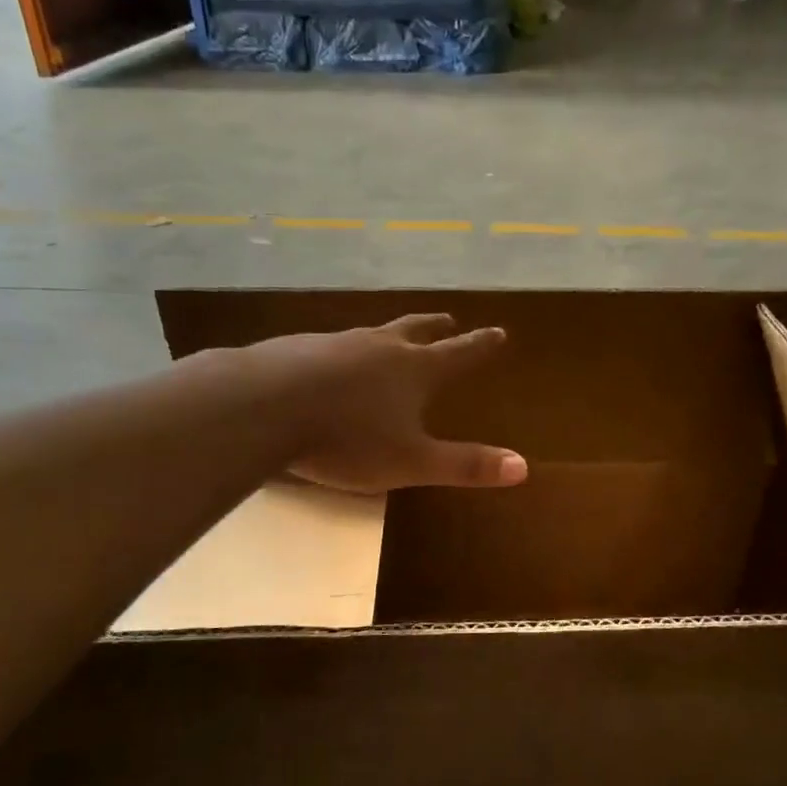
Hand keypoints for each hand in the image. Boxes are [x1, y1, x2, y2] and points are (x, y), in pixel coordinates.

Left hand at [271, 314, 528, 494]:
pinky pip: (331, 347)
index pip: (459, 353)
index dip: (481, 345)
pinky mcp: (297, 349)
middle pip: (415, 330)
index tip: (498, 331)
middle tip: (448, 319)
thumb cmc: (346, 438)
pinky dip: (343, 352)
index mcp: (413, 371)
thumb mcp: (411, 462)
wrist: (262, 406)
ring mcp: (335, 343)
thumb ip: (464, 465)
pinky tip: (330, 363)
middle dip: (435, 327)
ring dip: (389, 335)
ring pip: (371, 334)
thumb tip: (523, 467)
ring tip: (390, 339)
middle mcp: (379, 347)